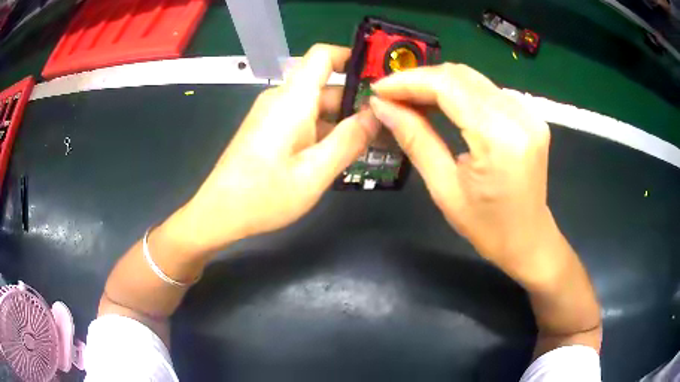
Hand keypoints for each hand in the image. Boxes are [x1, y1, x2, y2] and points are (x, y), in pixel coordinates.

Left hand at [171, 44, 378, 252]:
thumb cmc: (264, 195)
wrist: (219, 213)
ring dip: (343, 120)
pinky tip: (340, 154)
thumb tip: (376, 114)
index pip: (323, 55)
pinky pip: (304, 120)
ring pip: (316, 105)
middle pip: (326, 84)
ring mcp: (273, 115)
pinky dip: (325, 130)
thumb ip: (349, 140)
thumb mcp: (314, 172)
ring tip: (371, 144)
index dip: (351, 57)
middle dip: (356, 101)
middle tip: (386, 126)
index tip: (379, 78)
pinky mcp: (269, 130)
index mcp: (293, 100)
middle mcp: (282, 99)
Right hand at [369, 63, 555, 282]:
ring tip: (409, 100)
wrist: (528, 238)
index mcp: (500, 138)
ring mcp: (528, 112)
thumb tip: (382, 107)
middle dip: (420, 80)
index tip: (379, 90)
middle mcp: (519, 115)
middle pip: (460, 76)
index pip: (448, 86)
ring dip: (437, 84)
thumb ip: (415, 139)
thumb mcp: (444, 188)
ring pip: (472, 79)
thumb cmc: (487, 226)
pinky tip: (440, 104)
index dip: (409, 81)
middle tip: (390, 96)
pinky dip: (458, 92)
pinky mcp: (529, 114)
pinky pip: (486, 90)